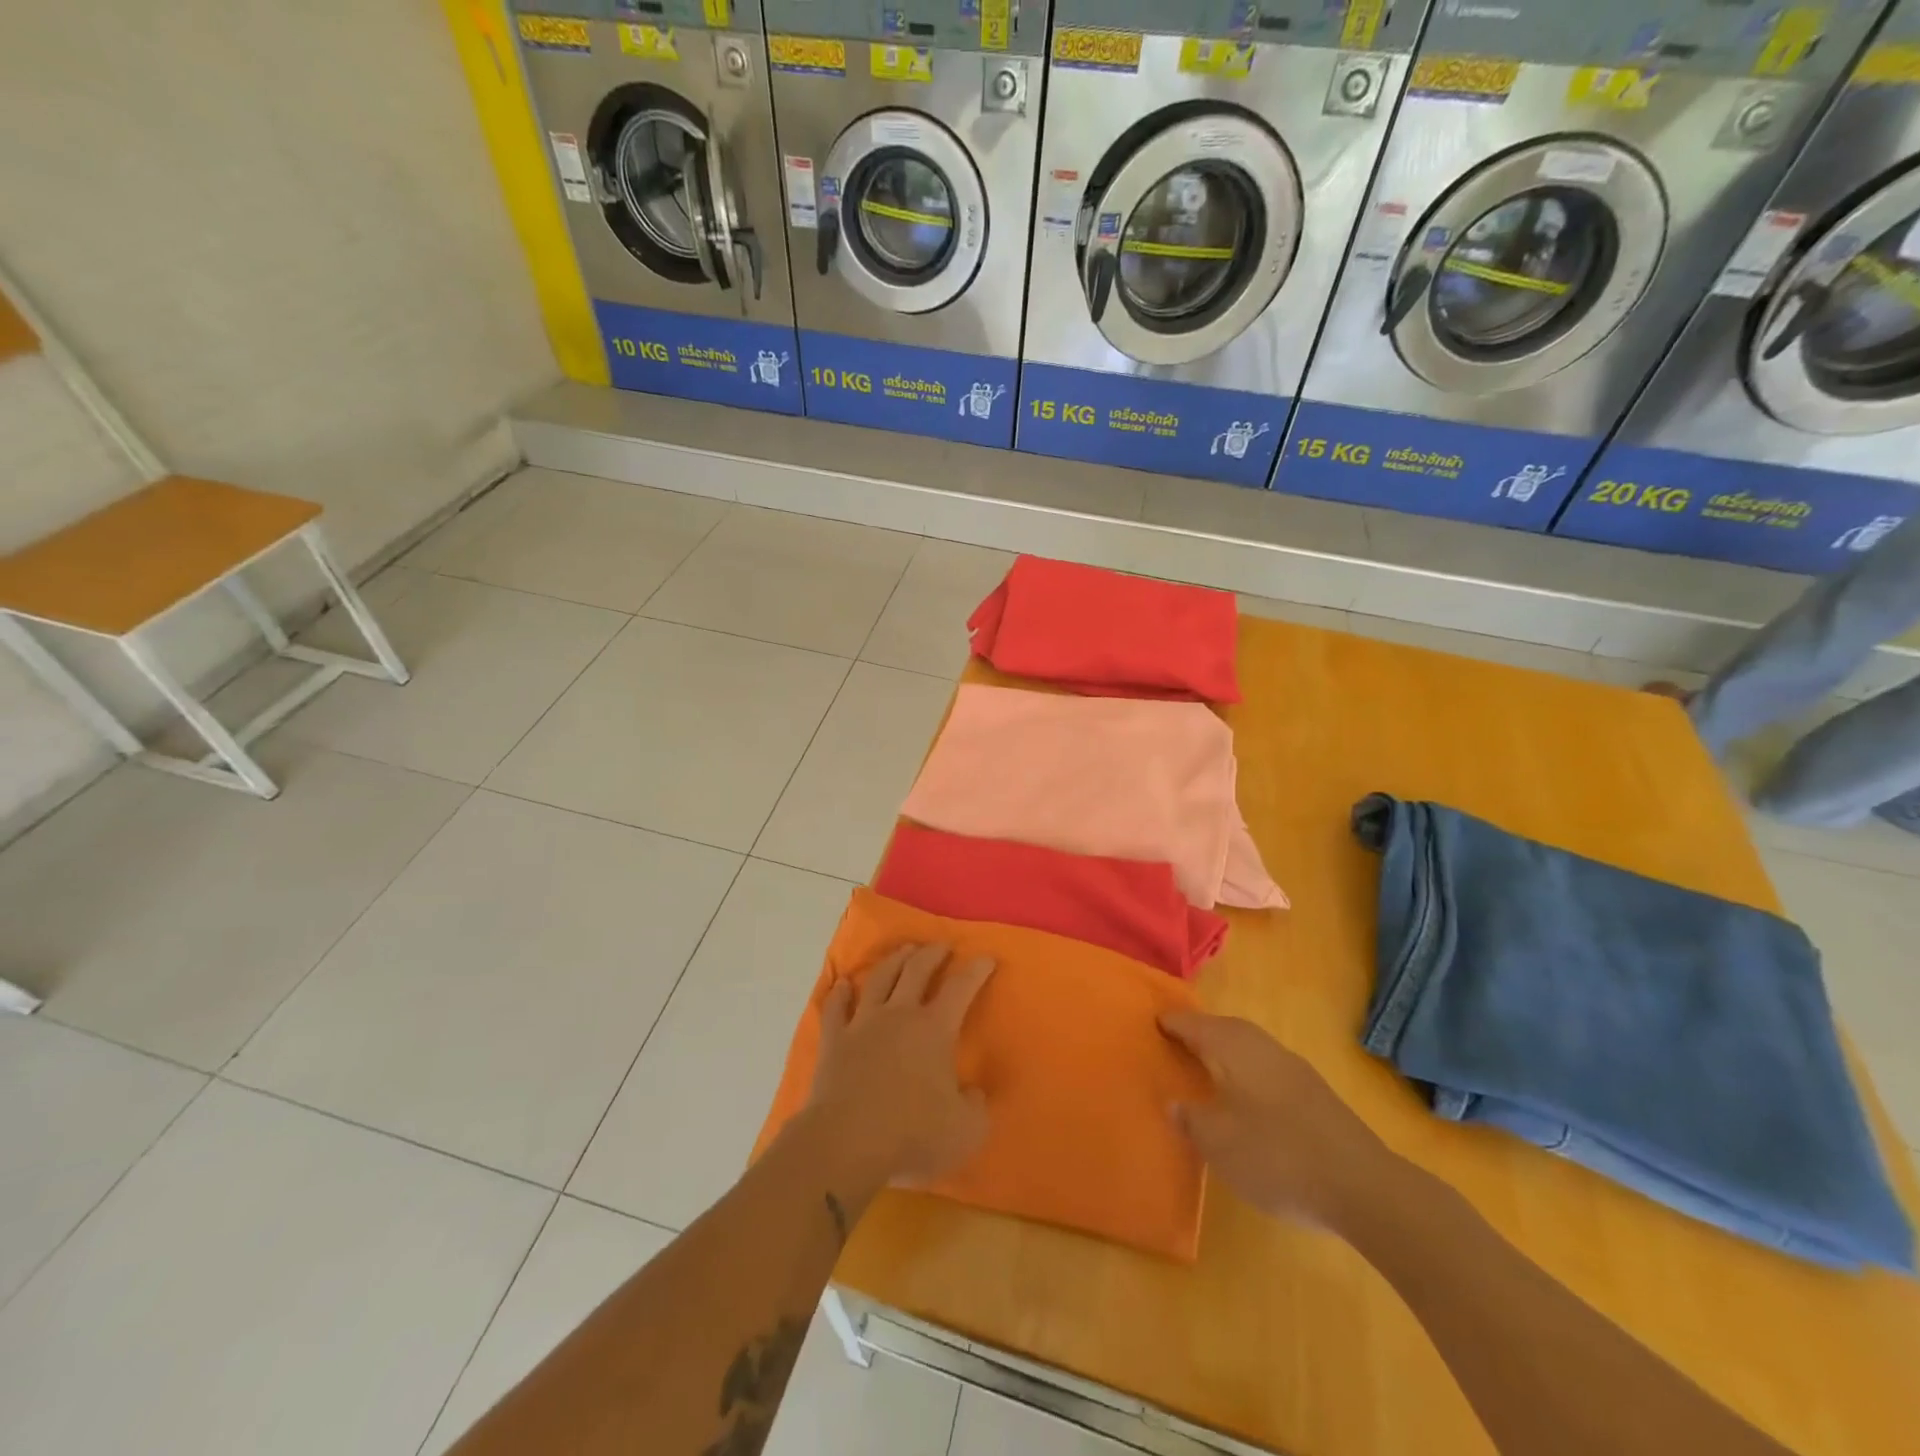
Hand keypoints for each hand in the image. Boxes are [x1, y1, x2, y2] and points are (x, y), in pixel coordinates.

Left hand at [807, 943, 994, 1187]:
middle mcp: (899, 1014)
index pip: (961, 989)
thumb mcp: (965, 1130)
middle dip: (932, 954)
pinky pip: (836, 1008)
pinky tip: (841, 984)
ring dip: (893, 961)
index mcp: (935, 1029)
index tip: (985, 958)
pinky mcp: (834, 1041)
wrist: (846, 1142)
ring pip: (879, 979)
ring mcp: (863, 1024)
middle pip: (916, 971)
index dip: (976, 970)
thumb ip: (976, 1107)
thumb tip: (974, 1093)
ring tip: (903, 951)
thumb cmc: (912, 1134)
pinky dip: (839, 993)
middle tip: (941, 946)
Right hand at [1160, 1011, 1401, 1233]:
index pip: (1195, 1026)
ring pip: (1252, 1047)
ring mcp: (1295, 1069)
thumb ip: (1191, 1119)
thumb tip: (1174, 1102)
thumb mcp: (1219, 1143)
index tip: (1154, 1022)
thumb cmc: (1276, 1157)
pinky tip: (1248, 1098)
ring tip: (1209, 1069)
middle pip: (1226, 1029)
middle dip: (1202, 1032)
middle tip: (1179, 1041)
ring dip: (1229, 1052)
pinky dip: (1250, 1072)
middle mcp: (1264, 1048)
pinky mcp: (1317, 1094)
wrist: (1362, 1187)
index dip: (1173, 1024)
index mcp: (1234, 1049)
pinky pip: (1269, 1068)